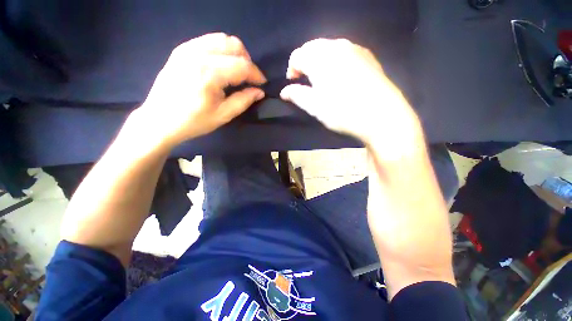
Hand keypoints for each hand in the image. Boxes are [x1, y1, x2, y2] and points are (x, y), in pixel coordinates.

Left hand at [134, 33, 266, 147]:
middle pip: (233, 45)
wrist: (159, 120)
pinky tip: (221, 65)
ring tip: (237, 71)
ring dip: (235, 53)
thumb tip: (259, 92)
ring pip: (221, 39)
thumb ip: (243, 101)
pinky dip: (221, 50)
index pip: (242, 65)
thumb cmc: (193, 121)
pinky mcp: (181, 50)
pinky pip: (208, 41)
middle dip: (247, 61)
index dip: (256, 74)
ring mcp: (187, 49)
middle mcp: (198, 54)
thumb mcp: (223, 115)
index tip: (262, 84)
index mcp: (209, 73)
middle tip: (249, 78)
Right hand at [280, 39, 418, 144]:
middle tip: (306, 82)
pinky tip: (340, 77)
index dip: (291, 70)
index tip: (293, 85)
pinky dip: (335, 61)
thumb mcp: (314, 106)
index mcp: (320, 57)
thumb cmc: (342, 111)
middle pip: (313, 48)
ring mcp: (355, 48)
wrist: (381, 115)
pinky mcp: (367, 56)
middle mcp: (337, 45)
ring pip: (329, 49)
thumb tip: (284, 92)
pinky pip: (345, 52)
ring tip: (322, 80)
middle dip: (305, 64)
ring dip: (320, 62)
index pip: (297, 56)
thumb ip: (296, 95)